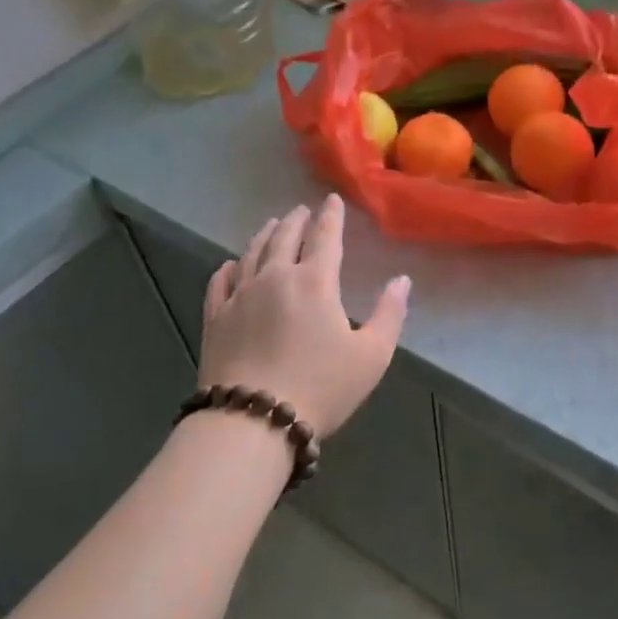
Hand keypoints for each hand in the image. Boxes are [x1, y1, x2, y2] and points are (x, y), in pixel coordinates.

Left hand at [199, 195, 409, 440]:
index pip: (325, 237)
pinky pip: (220, 281)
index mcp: (315, 282)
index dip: (331, 216)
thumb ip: (390, 314)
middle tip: (301, 210)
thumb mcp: (372, 355)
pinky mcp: (215, 317)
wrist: (253, 419)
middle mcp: (275, 277)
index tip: (332, 200)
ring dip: (264, 235)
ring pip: (252, 253)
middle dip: (296, 220)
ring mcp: (240, 296)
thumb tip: (402, 280)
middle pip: (285, 237)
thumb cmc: (321, 387)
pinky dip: (229, 267)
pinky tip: (231, 265)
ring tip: (271, 225)